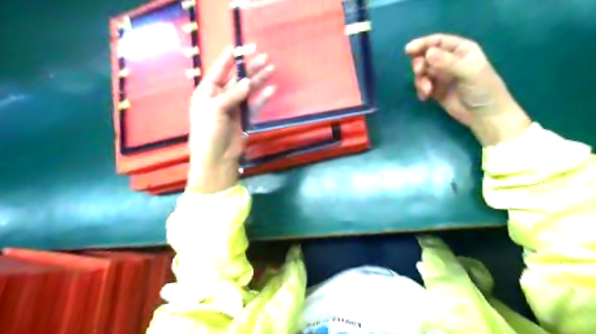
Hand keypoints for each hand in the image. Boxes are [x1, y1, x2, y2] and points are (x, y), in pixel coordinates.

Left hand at [187, 47, 275, 192]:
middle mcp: (220, 97)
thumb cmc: (209, 132)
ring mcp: (234, 108)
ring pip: (248, 90)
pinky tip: (271, 90)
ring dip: (259, 80)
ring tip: (271, 68)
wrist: (217, 158)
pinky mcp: (244, 119)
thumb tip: (248, 82)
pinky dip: (262, 98)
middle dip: (250, 68)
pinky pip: (254, 105)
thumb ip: (233, 95)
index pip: (219, 70)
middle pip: (237, 78)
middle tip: (264, 56)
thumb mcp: (216, 109)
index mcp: (207, 92)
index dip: (230, 58)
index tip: (241, 46)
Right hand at [406, 33, 530, 146]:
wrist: (484, 115)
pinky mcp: (436, 90)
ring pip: (422, 72)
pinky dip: (420, 90)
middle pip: (426, 56)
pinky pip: (422, 86)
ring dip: (420, 80)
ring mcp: (442, 76)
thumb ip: (447, 62)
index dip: (422, 44)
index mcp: (460, 50)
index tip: (408, 50)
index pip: (438, 42)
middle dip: (419, 64)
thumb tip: (427, 53)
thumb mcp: (468, 72)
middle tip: (419, 72)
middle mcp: (449, 61)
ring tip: (427, 91)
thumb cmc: (483, 89)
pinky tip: (425, 97)